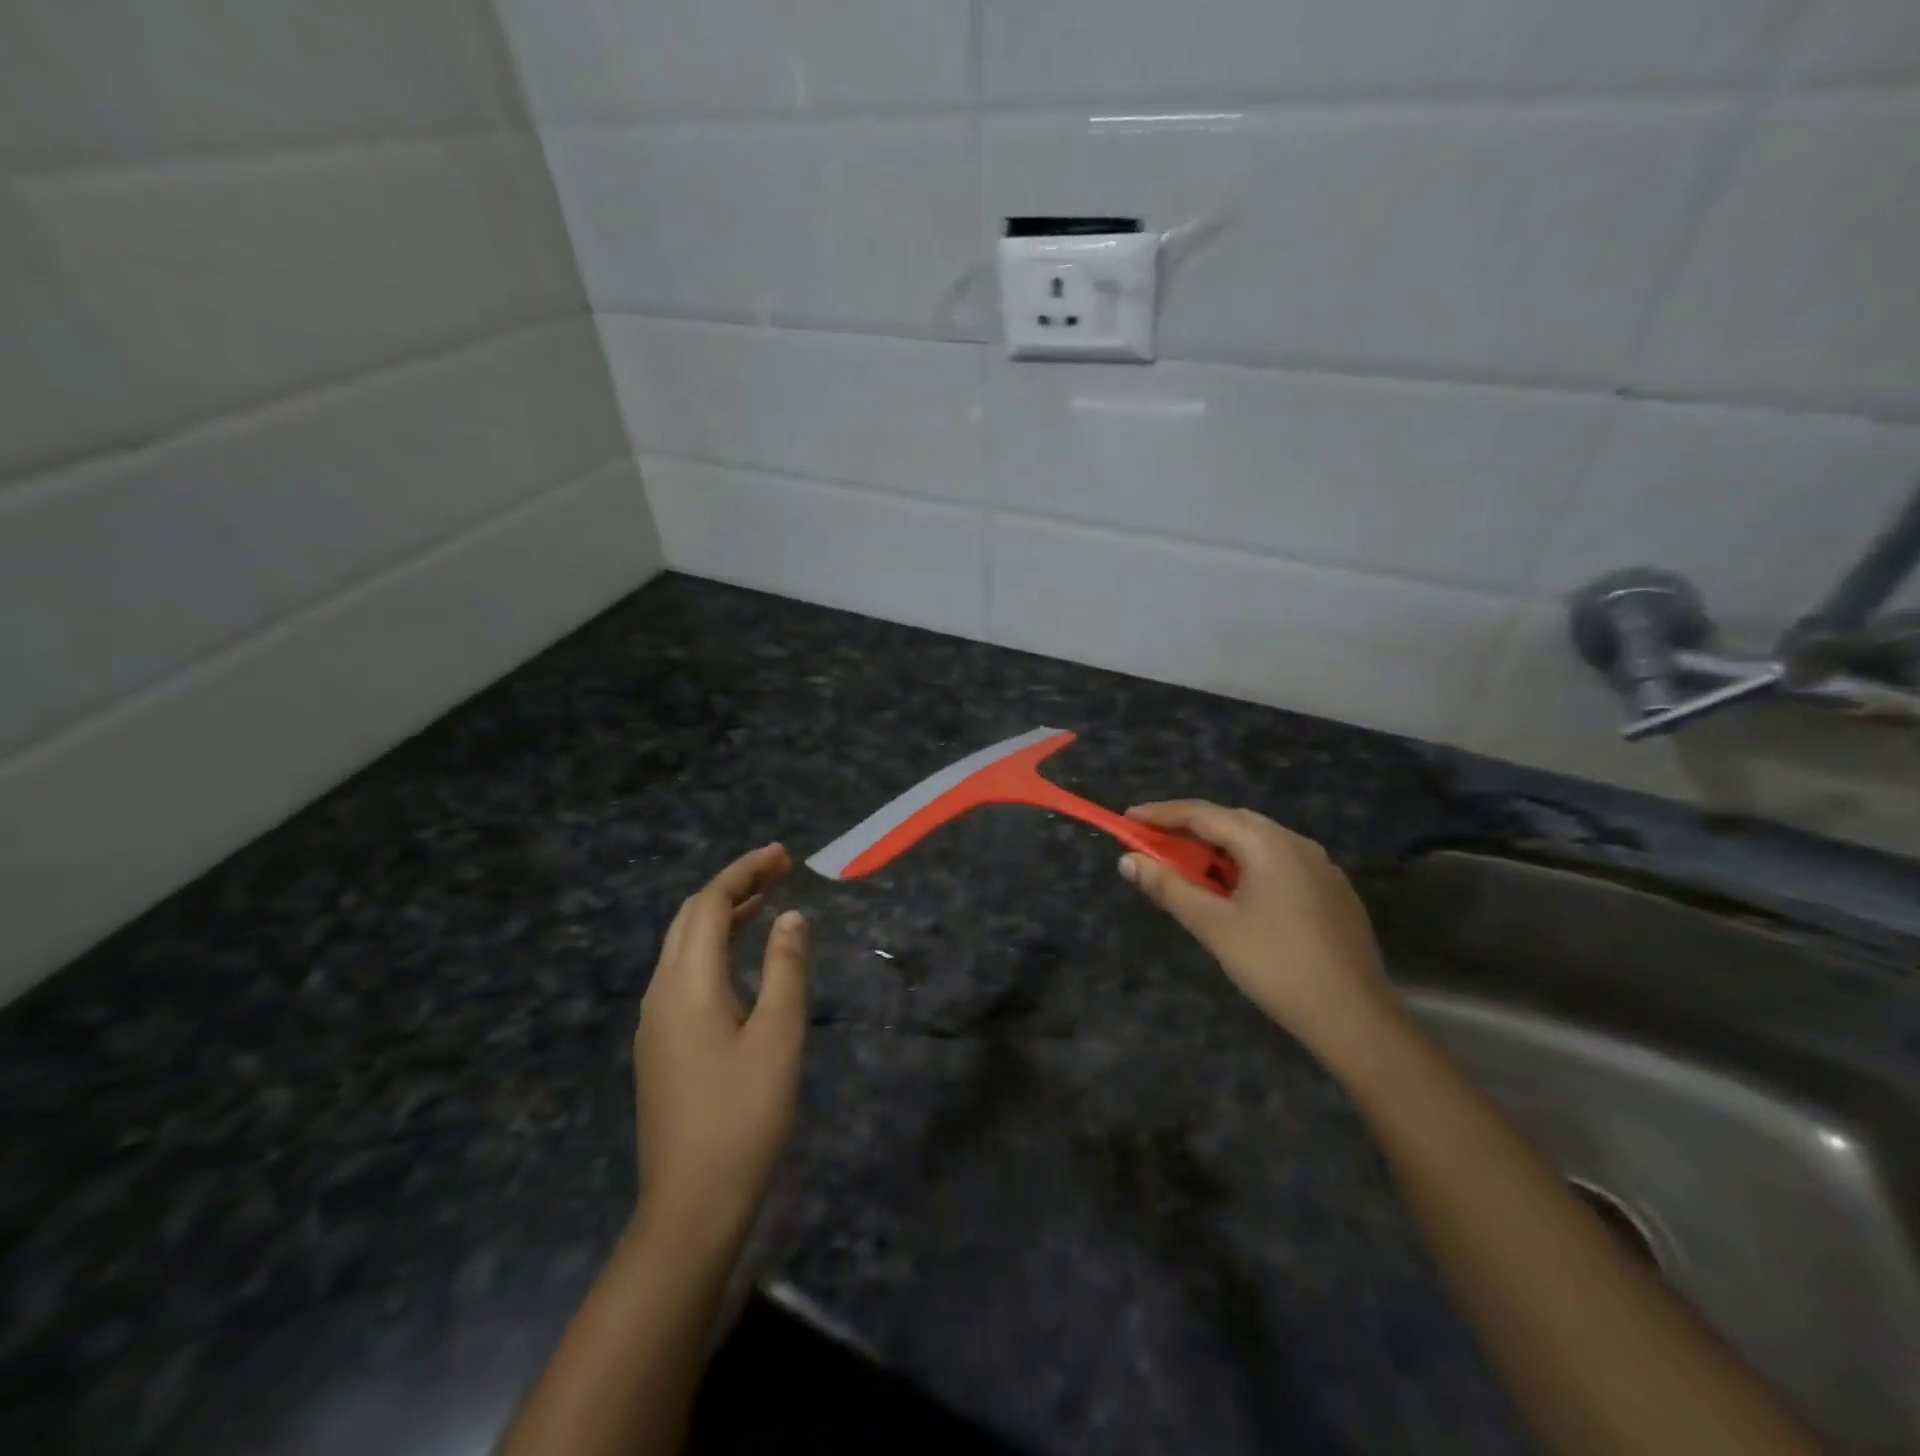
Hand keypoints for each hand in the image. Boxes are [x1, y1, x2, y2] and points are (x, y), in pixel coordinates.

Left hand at [634, 843, 808, 1238]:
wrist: (690, 1205)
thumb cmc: (743, 1116)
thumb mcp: (778, 1037)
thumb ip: (786, 968)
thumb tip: (791, 917)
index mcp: (687, 985)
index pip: (710, 905)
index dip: (744, 873)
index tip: (783, 855)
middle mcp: (660, 993)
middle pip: (689, 918)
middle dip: (732, 887)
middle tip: (778, 871)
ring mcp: (654, 1022)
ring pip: (682, 946)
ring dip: (721, 915)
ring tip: (765, 902)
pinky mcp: (659, 1046)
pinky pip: (682, 973)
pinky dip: (712, 947)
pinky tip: (739, 960)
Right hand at [1119, 802, 1398, 1058]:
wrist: (1355, 1017)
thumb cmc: (1275, 965)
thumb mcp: (1213, 926)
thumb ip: (1168, 887)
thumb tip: (1127, 860)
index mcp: (1267, 843)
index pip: (1202, 814)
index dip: (1160, 814)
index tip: (1128, 819)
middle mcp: (1296, 842)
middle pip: (1231, 823)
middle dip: (1189, 830)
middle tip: (1155, 846)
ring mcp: (1321, 865)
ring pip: (1258, 843)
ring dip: (1219, 850)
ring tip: (1190, 872)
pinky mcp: (1333, 890)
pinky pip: (1279, 863)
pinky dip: (1247, 866)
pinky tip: (1237, 896)